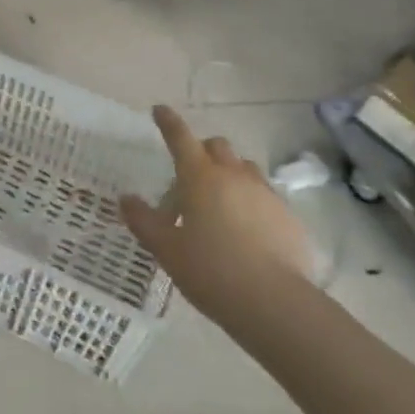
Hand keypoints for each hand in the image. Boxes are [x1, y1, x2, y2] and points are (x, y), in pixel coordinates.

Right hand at [121, 106, 311, 314]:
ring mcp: (265, 194)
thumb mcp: (166, 249)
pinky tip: (245, 230)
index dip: (168, 122)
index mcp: (200, 178)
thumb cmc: (210, 271)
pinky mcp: (288, 217)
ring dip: (229, 174)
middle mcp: (234, 176)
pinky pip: (264, 195)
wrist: (275, 303)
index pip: (181, 138)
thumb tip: (126, 199)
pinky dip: (250, 201)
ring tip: (218, 204)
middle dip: (201, 151)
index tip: (159, 110)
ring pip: (244, 168)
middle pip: (217, 146)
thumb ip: (144, 221)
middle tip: (187, 179)